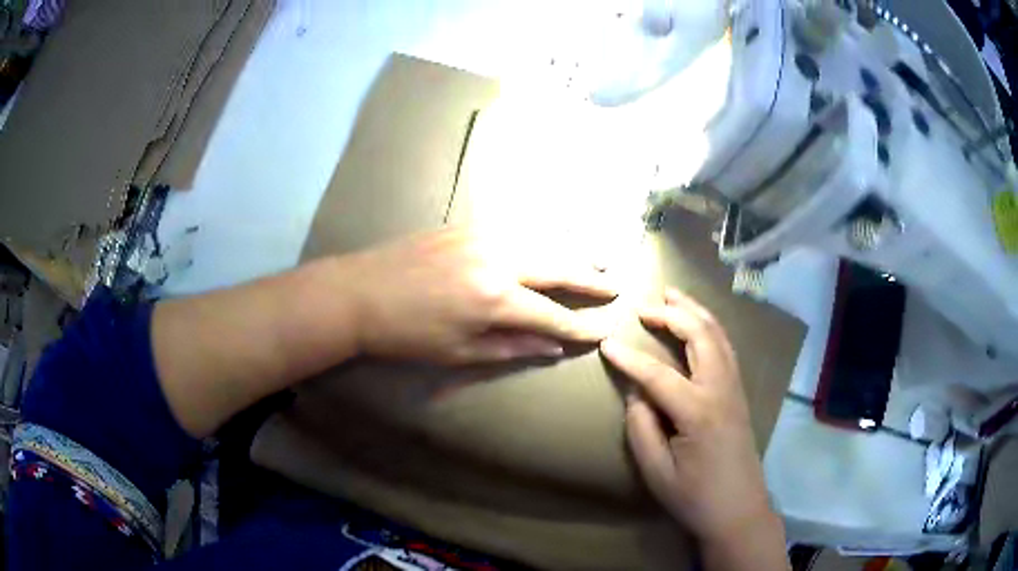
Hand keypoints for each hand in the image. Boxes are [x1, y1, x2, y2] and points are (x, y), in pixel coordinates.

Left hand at [344, 228, 616, 364]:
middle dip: (589, 278)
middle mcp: (497, 259)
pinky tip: (550, 242)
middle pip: (557, 266)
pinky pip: (515, 228)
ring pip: (540, 240)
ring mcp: (482, 235)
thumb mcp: (459, 352)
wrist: (358, 293)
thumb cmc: (405, 335)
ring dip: (570, 251)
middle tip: (614, 285)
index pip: (551, 315)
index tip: (601, 330)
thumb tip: (552, 348)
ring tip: (595, 260)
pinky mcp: (466, 225)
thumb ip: (511, 348)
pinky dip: (540, 237)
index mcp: (494, 298)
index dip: (579, 326)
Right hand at [599, 288, 777, 544]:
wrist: (739, 510)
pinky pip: (725, 347)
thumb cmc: (694, 497)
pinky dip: (710, 326)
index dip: (629, 358)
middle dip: (671, 314)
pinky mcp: (739, 393)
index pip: (658, 375)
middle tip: (644, 305)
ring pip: (718, 335)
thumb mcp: (657, 472)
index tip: (606, 343)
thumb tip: (636, 392)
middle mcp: (721, 390)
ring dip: (694, 311)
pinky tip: (698, 323)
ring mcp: (735, 389)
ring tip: (672, 295)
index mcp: (698, 412)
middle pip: (699, 336)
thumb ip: (641, 428)